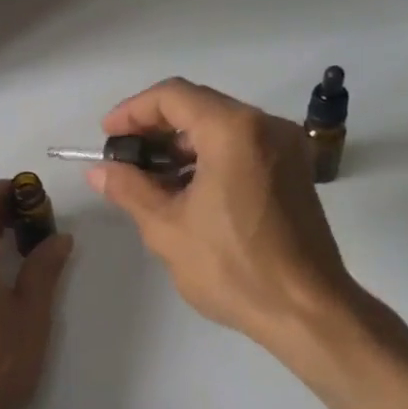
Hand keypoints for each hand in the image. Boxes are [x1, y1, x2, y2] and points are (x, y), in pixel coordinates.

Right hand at [88, 78, 360, 376]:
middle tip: (123, 157)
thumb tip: (99, 170)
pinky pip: (242, 146)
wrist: (308, 312)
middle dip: (155, 128)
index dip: (132, 111)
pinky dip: (209, 156)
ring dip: (181, 145)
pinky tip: (185, 189)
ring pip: (220, 126)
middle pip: (199, 106)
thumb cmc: (234, 268)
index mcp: (234, 130)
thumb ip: (130, 189)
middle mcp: (265, 125)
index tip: (107, 135)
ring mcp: (286, 147)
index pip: (173, 96)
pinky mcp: (294, 170)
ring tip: (148, 178)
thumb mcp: (168, 228)